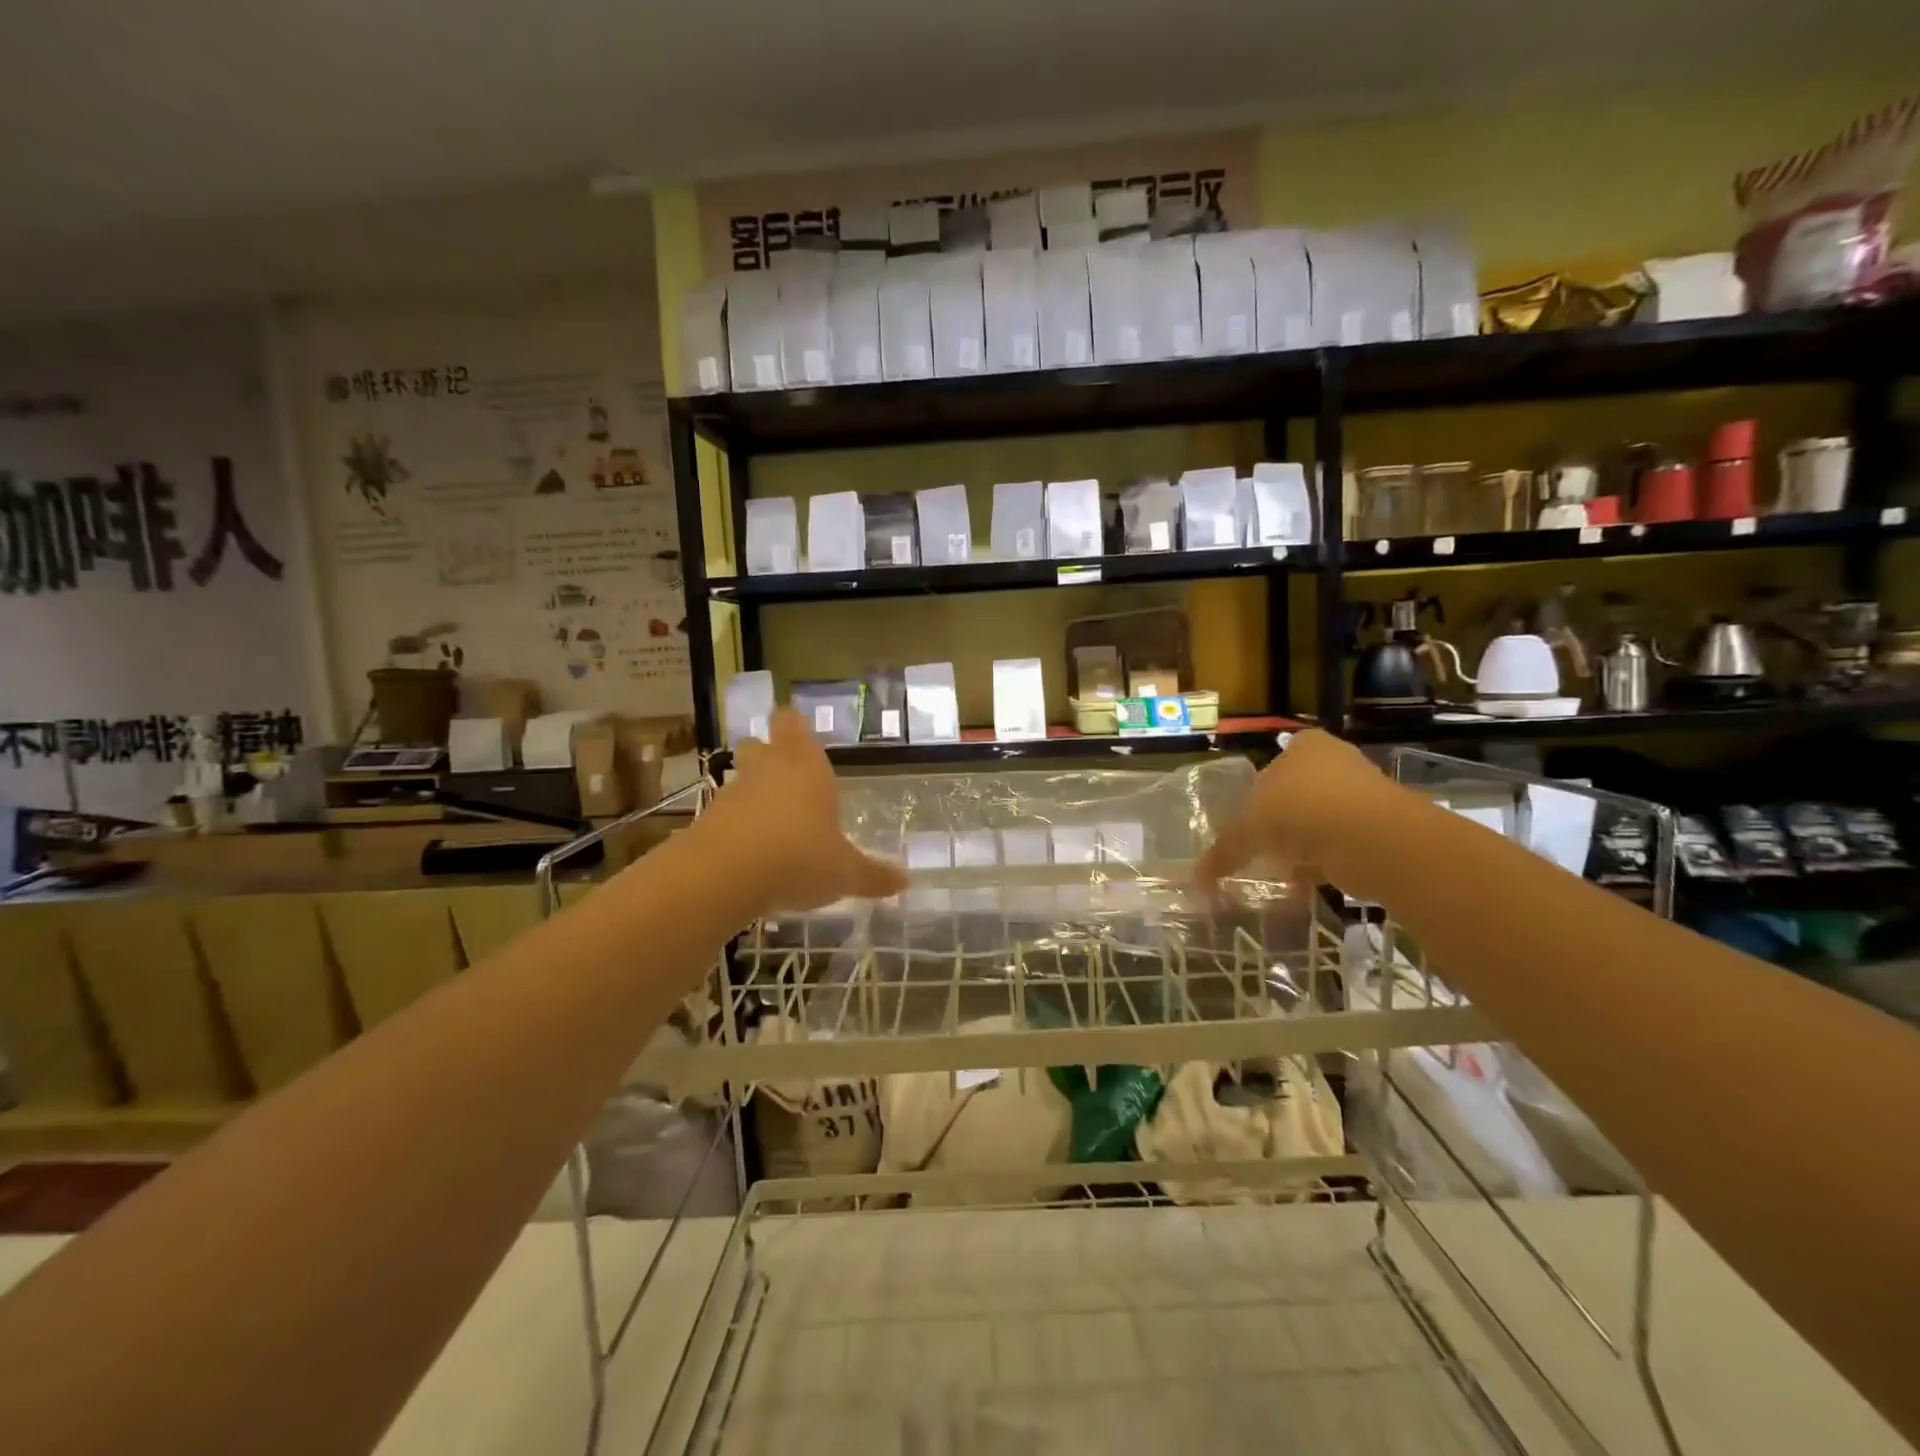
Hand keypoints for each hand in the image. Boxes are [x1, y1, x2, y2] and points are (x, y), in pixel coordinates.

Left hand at [705, 708, 906, 912]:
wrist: (722, 878)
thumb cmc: (798, 857)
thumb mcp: (845, 873)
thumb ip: (873, 875)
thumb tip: (905, 881)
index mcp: (805, 765)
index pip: (792, 722)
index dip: (795, 726)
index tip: (801, 735)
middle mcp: (767, 769)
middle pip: (759, 745)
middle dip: (769, 756)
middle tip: (788, 778)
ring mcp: (732, 793)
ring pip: (741, 780)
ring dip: (753, 795)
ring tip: (774, 825)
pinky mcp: (707, 822)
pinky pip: (726, 815)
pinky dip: (736, 827)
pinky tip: (751, 856)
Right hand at [1196, 729, 1396, 895]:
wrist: (1373, 837)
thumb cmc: (1300, 810)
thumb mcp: (1249, 829)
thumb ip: (1225, 850)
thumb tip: (1197, 877)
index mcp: (1304, 746)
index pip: (1274, 763)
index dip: (1258, 791)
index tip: (1247, 819)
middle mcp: (1336, 761)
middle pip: (1297, 792)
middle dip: (1280, 820)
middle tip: (1260, 845)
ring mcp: (1363, 794)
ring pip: (1320, 820)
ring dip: (1303, 843)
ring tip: (1280, 868)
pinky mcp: (1380, 828)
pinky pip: (1341, 844)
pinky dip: (1324, 862)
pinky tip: (1306, 881)